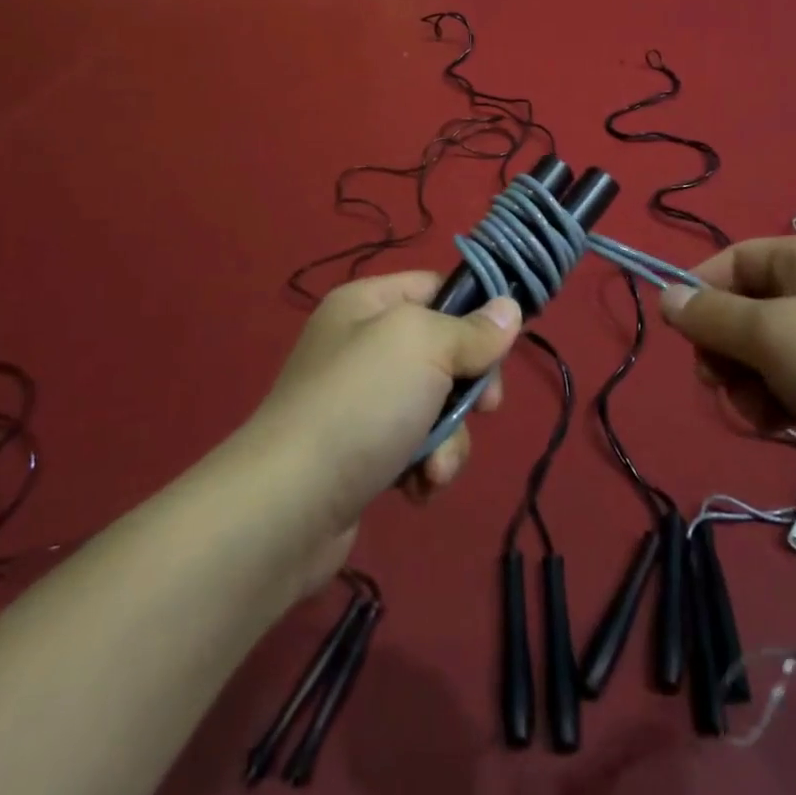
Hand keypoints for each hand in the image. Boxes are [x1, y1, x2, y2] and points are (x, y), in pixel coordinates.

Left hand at [249, 271, 520, 588]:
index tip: (504, 344)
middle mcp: (362, 346)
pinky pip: (415, 446)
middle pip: (445, 351)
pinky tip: (417, 488)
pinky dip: (424, 466)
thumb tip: (509, 310)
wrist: (286, 507)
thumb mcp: (424, 346)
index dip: (474, 311)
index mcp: (368, 303)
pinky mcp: (362, 454)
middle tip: (484, 409)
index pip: (437, 286)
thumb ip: (473, 330)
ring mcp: (361, 402)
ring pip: (437, 405)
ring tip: (434, 467)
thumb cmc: (361, 403)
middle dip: (469, 388)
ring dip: (449, 438)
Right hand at [660, 236, 795, 533]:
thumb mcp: (774, 334)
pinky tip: (789, 430)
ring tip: (764, 417)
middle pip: (748, 311)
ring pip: (771, 356)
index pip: (734, 261)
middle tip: (724, 386)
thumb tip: (666, 296)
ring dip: (753, 386)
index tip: (681, 337)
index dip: (701, 292)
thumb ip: (713, 316)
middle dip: (727, 351)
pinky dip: (785, 405)